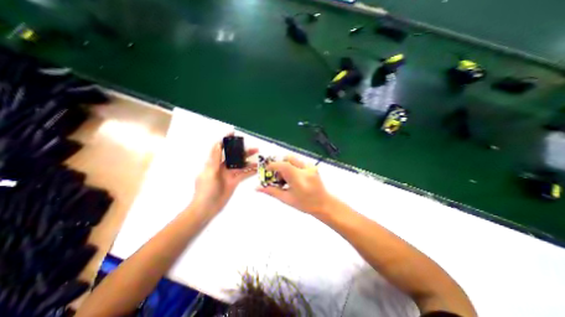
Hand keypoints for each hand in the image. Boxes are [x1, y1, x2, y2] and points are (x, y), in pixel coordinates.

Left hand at [193, 134, 256, 212]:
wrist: (207, 208)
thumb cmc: (206, 190)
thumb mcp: (210, 173)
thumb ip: (215, 159)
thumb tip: (217, 143)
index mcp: (214, 163)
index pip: (219, 148)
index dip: (226, 140)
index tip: (233, 133)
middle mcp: (222, 167)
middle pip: (234, 156)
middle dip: (243, 152)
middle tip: (254, 149)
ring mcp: (229, 174)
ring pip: (240, 165)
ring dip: (249, 162)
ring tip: (258, 159)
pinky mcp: (234, 181)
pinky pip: (243, 174)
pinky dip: (250, 172)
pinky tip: (257, 169)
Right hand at [257, 156, 332, 214]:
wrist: (324, 204)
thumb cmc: (305, 204)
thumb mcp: (286, 199)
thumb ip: (272, 191)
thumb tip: (257, 188)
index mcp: (299, 178)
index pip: (283, 165)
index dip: (273, 165)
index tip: (267, 170)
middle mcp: (305, 169)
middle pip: (288, 158)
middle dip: (280, 165)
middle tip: (278, 177)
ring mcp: (311, 167)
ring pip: (293, 159)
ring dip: (286, 166)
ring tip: (287, 179)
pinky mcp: (313, 166)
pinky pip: (299, 162)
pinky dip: (293, 167)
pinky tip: (294, 178)